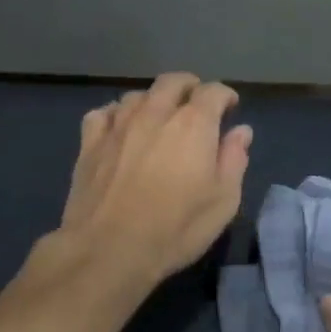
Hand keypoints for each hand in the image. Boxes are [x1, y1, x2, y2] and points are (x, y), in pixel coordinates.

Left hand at [48, 73, 252, 297]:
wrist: (109, 249)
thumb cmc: (176, 229)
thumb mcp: (223, 202)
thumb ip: (234, 160)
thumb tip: (241, 131)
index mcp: (193, 125)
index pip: (213, 92)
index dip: (224, 96)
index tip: (230, 107)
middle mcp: (155, 113)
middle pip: (172, 82)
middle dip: (189, 87)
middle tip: (195, 102)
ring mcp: (118, 125)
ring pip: (137, 95)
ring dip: (153, 100)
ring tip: (158, 116)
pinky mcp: (90, 143)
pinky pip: (103, 113)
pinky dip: (116, 114)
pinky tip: (119, 128)